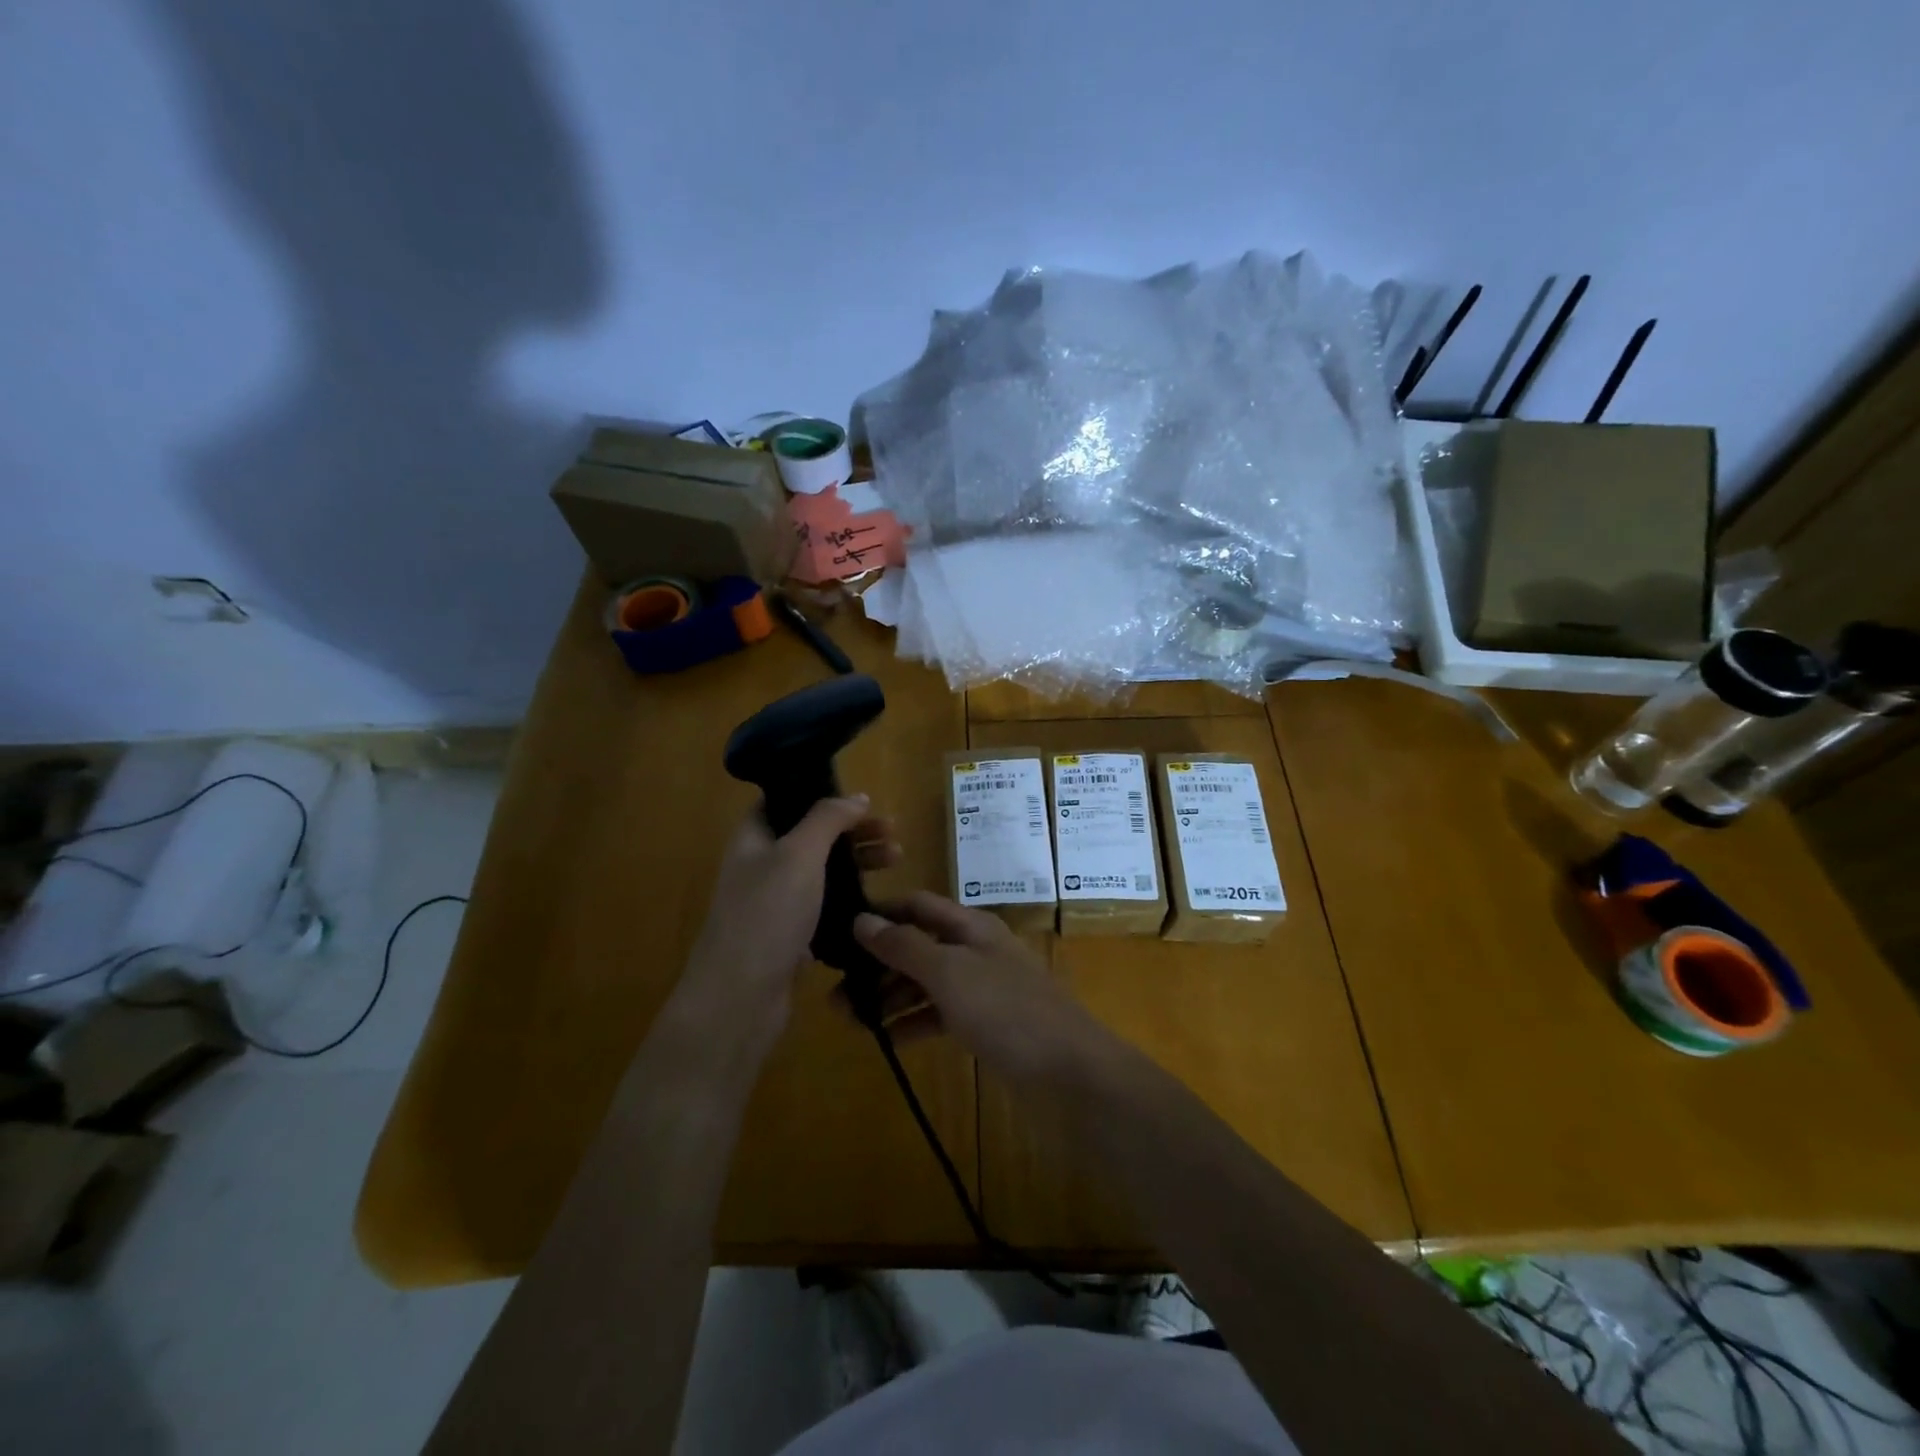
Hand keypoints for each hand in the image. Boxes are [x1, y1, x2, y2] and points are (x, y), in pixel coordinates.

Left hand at [682, 797, 898, 1043]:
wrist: (741, 998)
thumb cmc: (767, 914)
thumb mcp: (799, 854)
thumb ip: (827, 819)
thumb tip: (856, 797)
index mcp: (754, 838)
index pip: (785, 801)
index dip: (821, 794)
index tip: (861, 800)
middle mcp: (762, 866)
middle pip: (811, 836)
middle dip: (853, 831)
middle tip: (892, 832)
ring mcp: (776, 903)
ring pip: (823, 872)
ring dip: (858, 862)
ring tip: (896, 861)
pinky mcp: (791, 936)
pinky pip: (826, 906)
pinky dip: (851, 899)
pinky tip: (877, 900)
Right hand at [851, 892, 1114, 1085]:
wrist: (1070, 1072)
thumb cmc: (1007, 1011)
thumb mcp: (950, 973)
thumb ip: (905, 946)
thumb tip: (861, 920)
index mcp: (969, 926)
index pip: (917, 905)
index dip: (880, 913)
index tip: (837, 932)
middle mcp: (974, 949)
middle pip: (918, 945)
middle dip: (877, 963)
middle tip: (834, 991)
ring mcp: (981, 987)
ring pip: (925, 982)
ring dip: (889, 996)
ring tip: (848, 1019)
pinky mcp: (985, 1023)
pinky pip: (939, 1013)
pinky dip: (912, 1022)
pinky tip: (885, 1039)